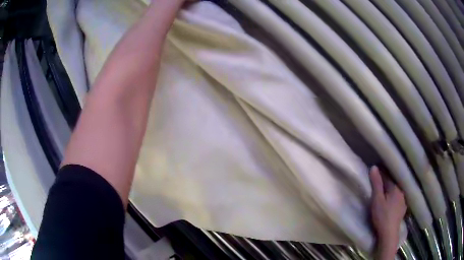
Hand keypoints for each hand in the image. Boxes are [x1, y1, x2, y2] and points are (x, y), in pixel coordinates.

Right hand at [370, 166, 406, 259]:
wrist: (389, 234)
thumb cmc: (382, 216)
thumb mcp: (377, 200)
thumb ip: (376, 184)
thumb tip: (374, 167)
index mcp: (395, 188)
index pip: (387, 178)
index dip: (380, 176)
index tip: (374, 175)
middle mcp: (401, 192)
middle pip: (392, 185)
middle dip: (385, 185)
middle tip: (377, 188)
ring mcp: (403, 202)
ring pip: (395, 194)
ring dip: (390, 193)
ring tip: (384, 196)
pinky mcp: (402, 210)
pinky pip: (397, 201)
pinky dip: (393, 200)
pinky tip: (390, 205)